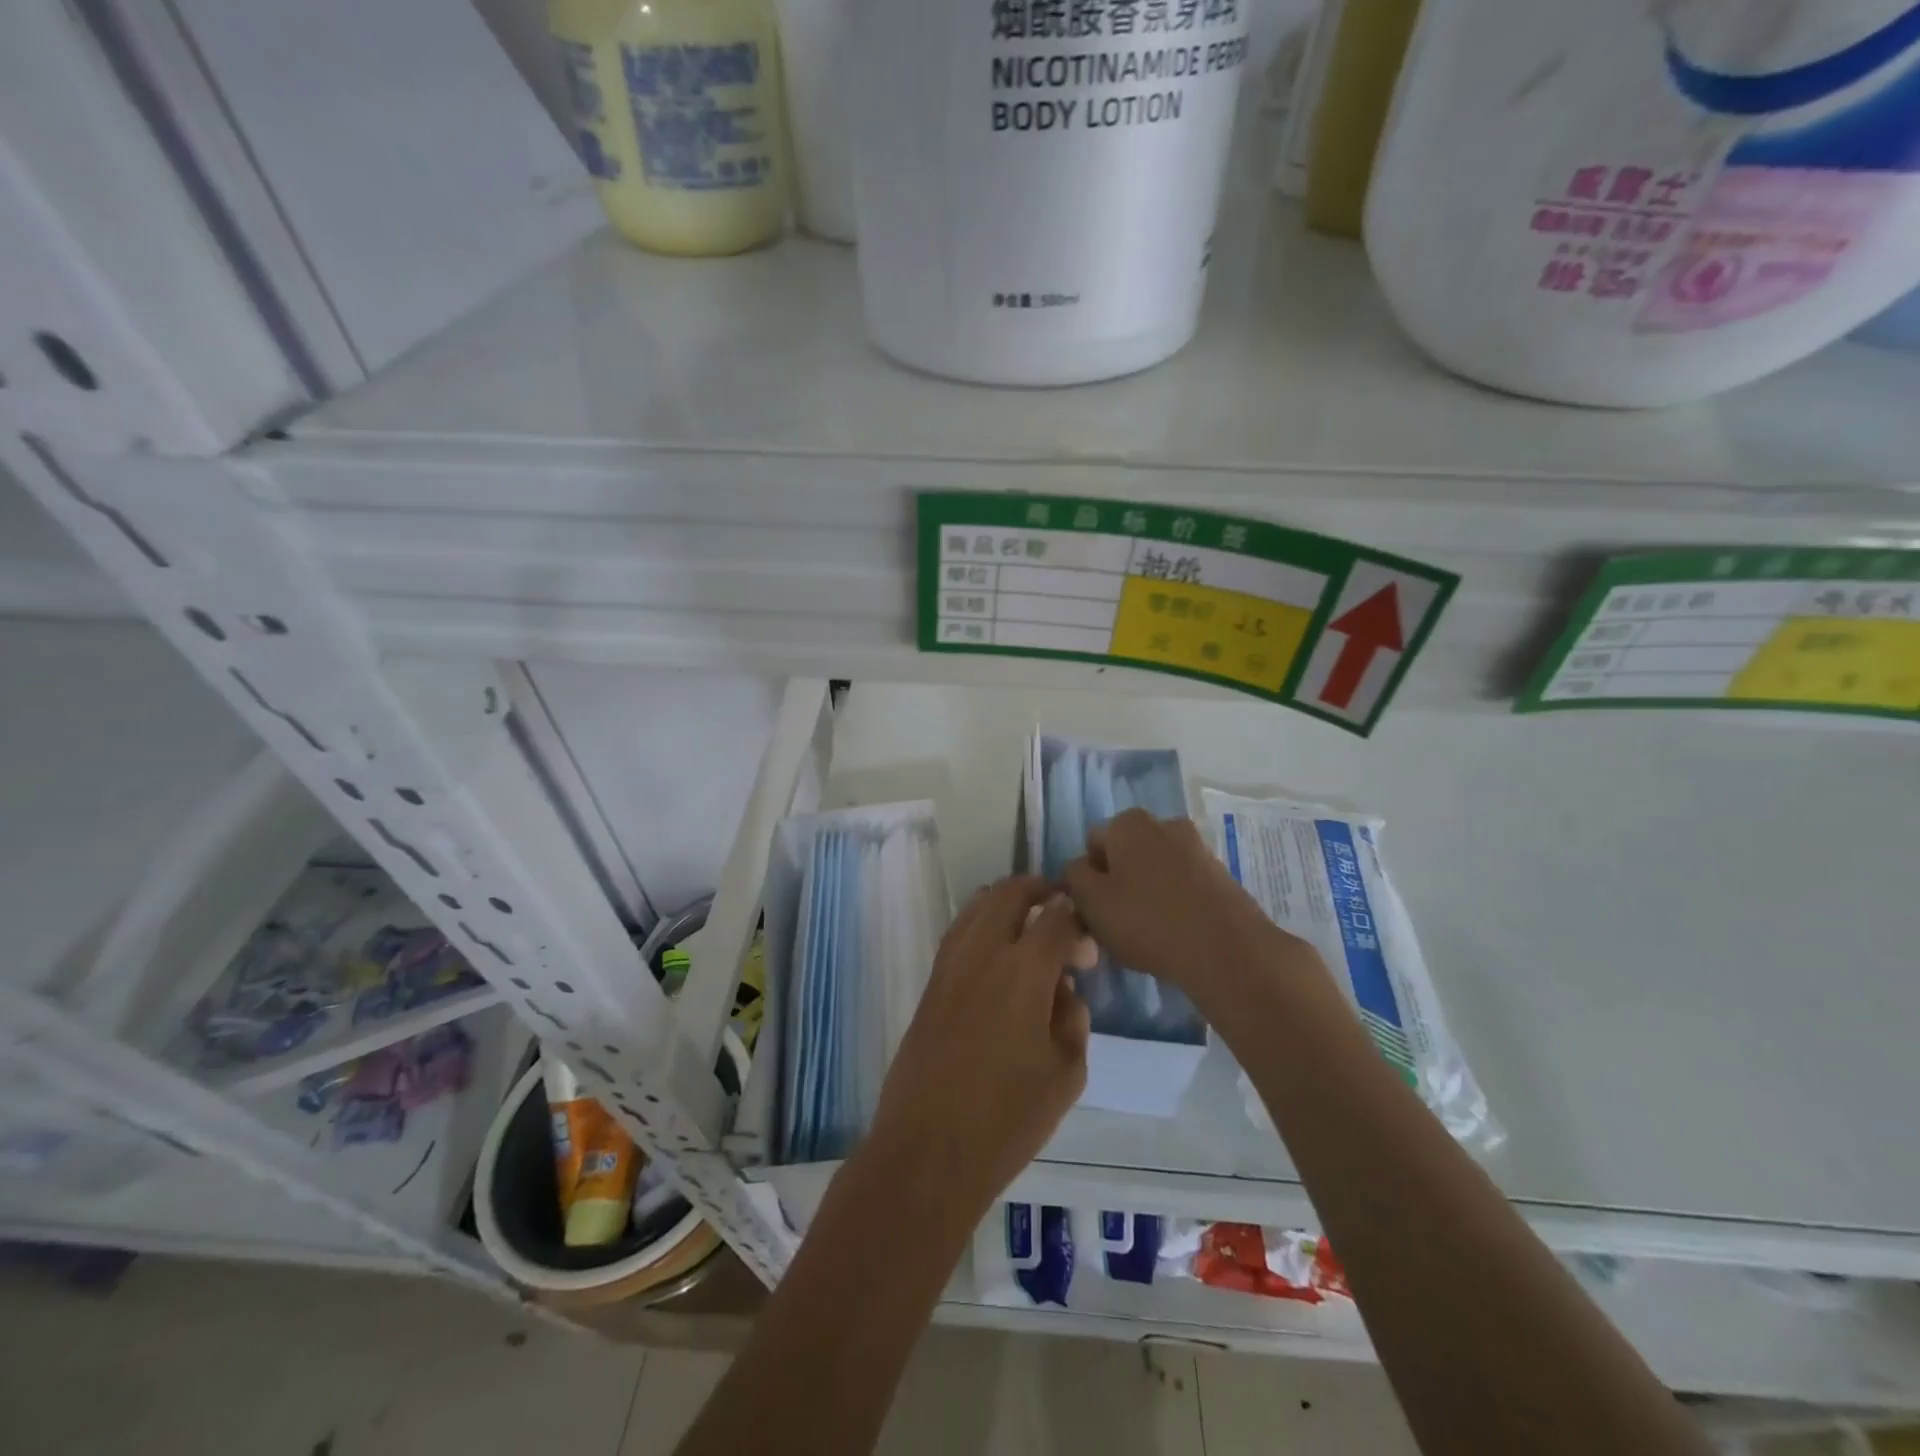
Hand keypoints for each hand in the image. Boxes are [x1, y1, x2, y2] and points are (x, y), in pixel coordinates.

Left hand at [863, 876, 1095, 1228]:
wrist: (928, 1150)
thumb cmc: (1007, 1119)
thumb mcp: (1066, 1074)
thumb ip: (1073, 1018)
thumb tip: (1063, 989)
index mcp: (1024, 970)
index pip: (1057, 916)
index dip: (1078, 920)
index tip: (1088, 949)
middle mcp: (983, 952)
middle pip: (1011, 892)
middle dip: (1041, 892)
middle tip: (1061, 914)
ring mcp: (950, 963)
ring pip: (979, 904)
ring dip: (1007, 904)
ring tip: (1030, 928)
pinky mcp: (931, 981)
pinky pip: (959, 931)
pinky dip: (982, 924)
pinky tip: (997, 955)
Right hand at [1065, 809, 1307, 1000]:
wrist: (1227, 949)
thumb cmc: (1147, 921)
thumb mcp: (1091, 901)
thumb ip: (1074, 876)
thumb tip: (1078, 867)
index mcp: (1128, 823)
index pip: (1092, 842)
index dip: (1086, 876)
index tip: (1092, 908)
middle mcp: (1163, 824)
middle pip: (1126, 852)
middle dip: (1118, 880)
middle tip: (1116, 920)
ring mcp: (1197, 847)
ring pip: (1156, 867)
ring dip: (1147, 890)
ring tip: (1147, 931)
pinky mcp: (1221, 873)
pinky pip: (1184, 883)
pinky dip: (1175, 900)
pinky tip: (1175, 932)